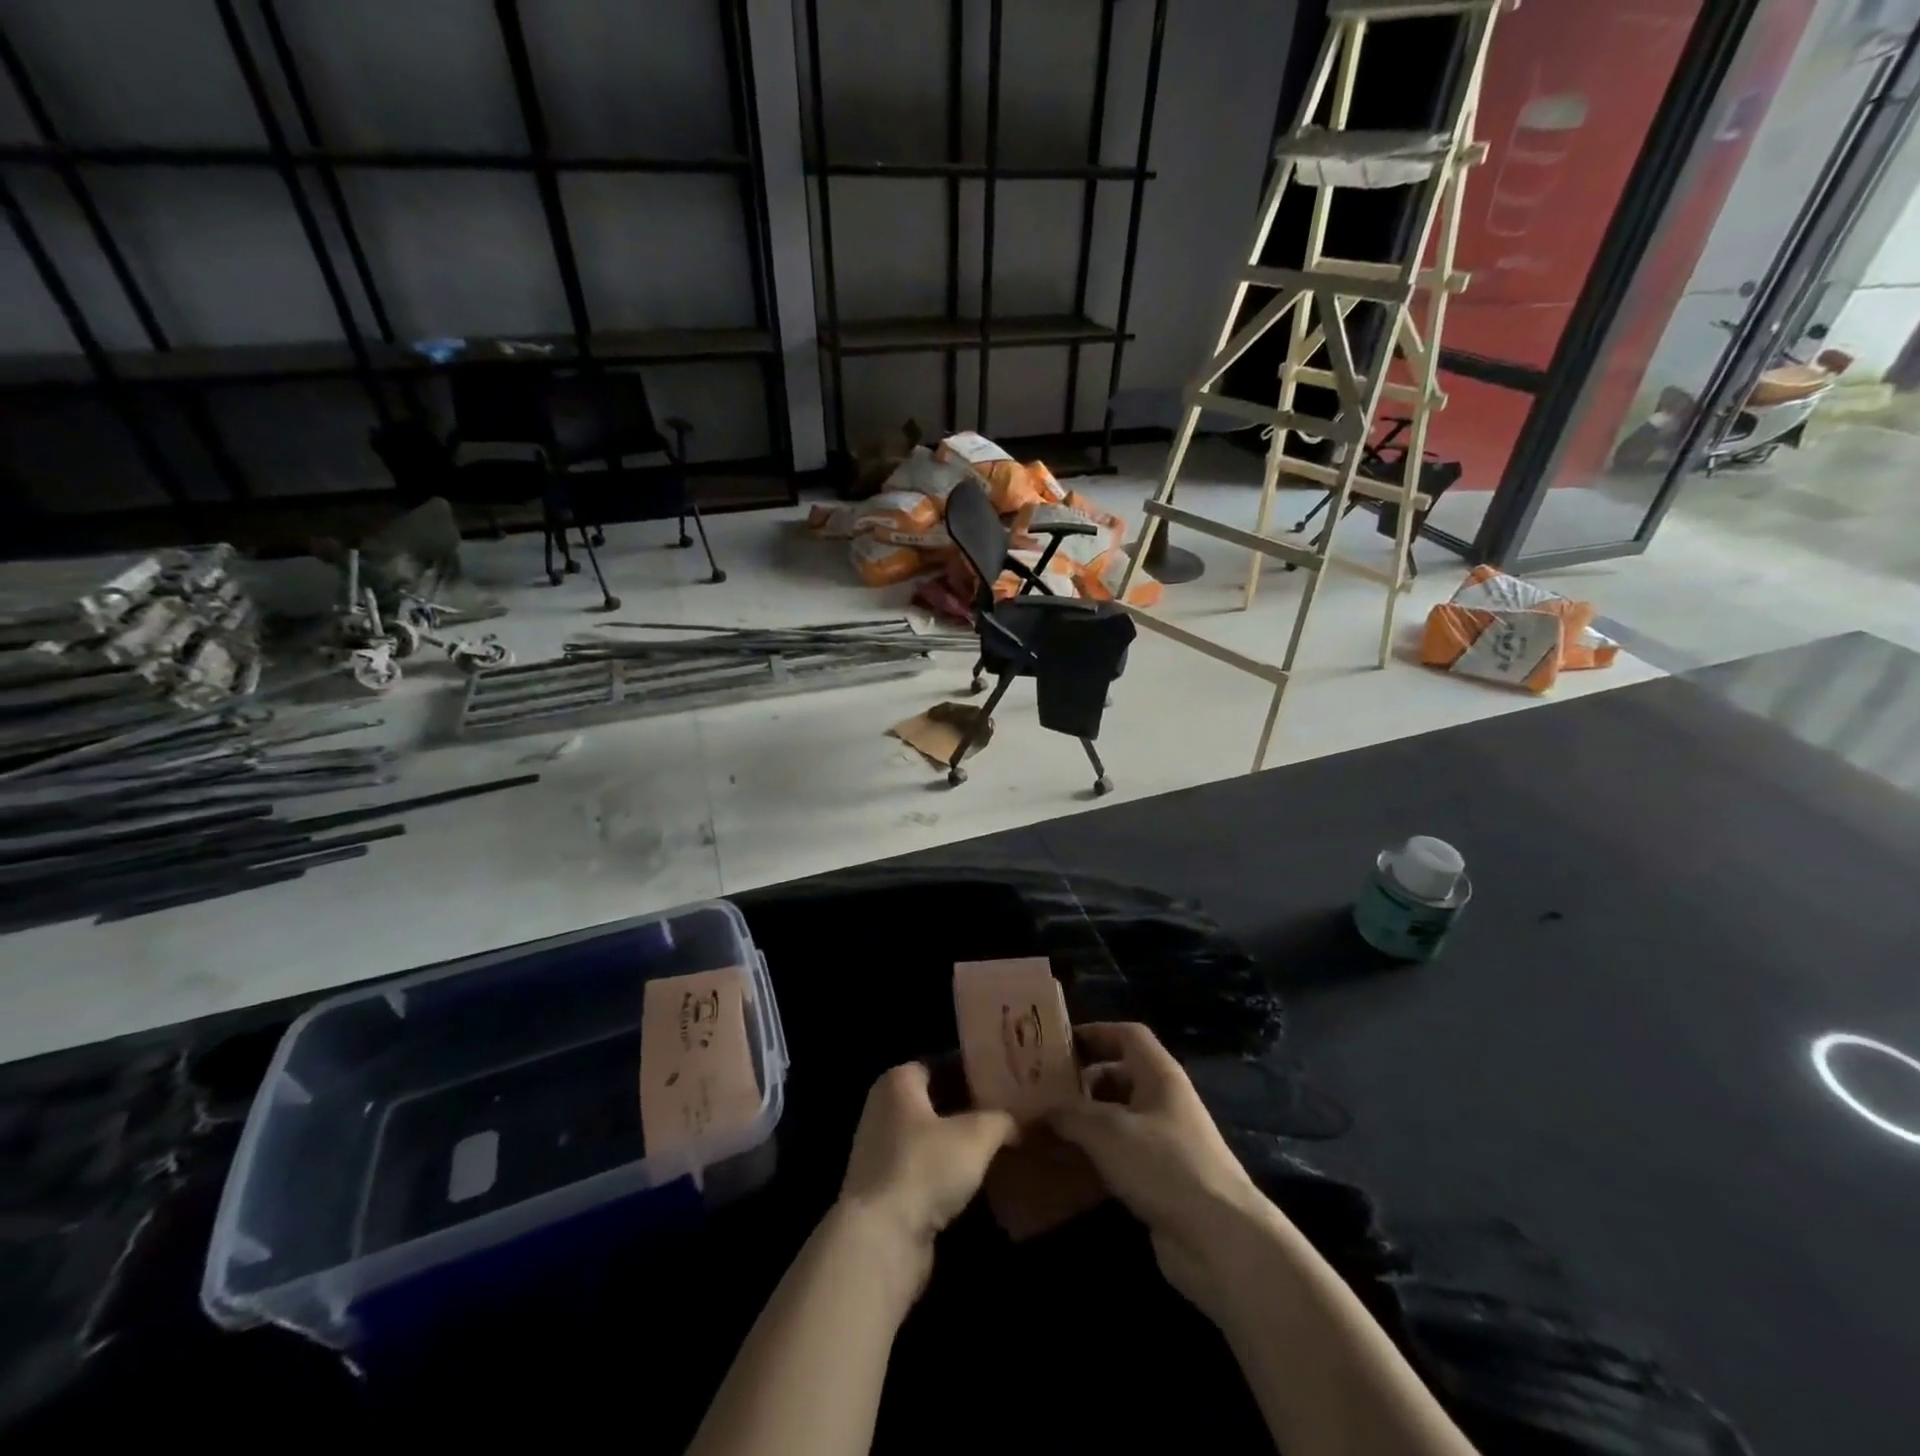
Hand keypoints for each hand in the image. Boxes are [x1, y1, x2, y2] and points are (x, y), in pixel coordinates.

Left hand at [837, 1063, 1017, 1290]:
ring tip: (1002, 1144)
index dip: (974, 1069)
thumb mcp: (977, 1134)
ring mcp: (881, 1150)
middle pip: (937, 1100)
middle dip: (971, 1107)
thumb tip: (1022, 1123)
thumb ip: (1002, 1120)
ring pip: (932, 1136)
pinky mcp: (885, 1189)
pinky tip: (979, 1179)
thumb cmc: (925, 1167)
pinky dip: (949, 1171)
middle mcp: (884, 1108)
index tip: (1005, 1079)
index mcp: (898, 1081)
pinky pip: (925, 1168)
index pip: (942, 1063)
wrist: (882, 1239)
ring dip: (961, 1143)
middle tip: (1010, 1111)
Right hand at [1048, 1022, 1280, 1319]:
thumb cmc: (1164, 1166)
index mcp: (1160, 1075)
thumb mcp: (1107, 1131)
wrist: (1221, 1242)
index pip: (1128, 1035)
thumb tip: (1035, 1110)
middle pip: (1120, 1076)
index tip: (1059, 1044)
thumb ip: (1068, 1114)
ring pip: (1119, 1118)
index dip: (1095, 1032)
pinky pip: (1122, 1155)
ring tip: (1046, 1129)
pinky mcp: (1162, 1181)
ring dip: (1086, 1122)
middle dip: (1083, 1081)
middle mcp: (1165, 1102)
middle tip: (1043, 1091)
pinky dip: (1096, 1156)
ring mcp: (1166, 1143)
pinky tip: (1068, 1167)